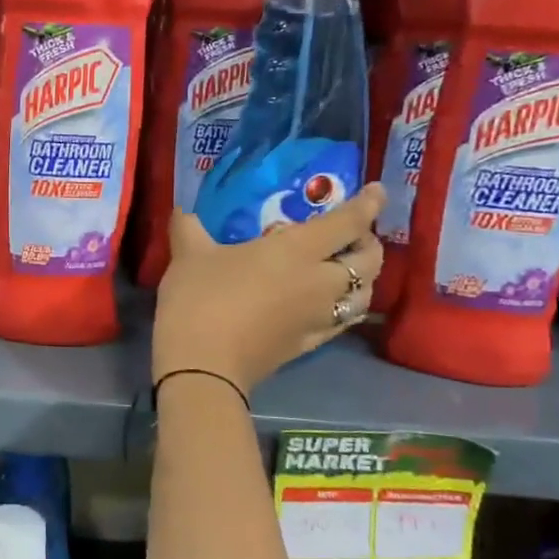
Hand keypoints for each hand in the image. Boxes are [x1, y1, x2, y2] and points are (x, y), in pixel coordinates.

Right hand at [152, 185, 385, 393]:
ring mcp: (319, 317)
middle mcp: (321, 282)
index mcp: (297, 250)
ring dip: (363, 277)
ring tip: (344, 269)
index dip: (368, 204)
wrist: (203, 367)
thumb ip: (189, 228)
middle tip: (351, 235)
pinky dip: (347, 307)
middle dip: (368, 243)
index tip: (376, 191)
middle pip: (369, 260)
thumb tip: (182, 210)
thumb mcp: (188, 255)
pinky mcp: (310, 344)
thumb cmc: (200, 300)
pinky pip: (344, 321)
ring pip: (364, 294)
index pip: (348, 223)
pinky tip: (330, 305)